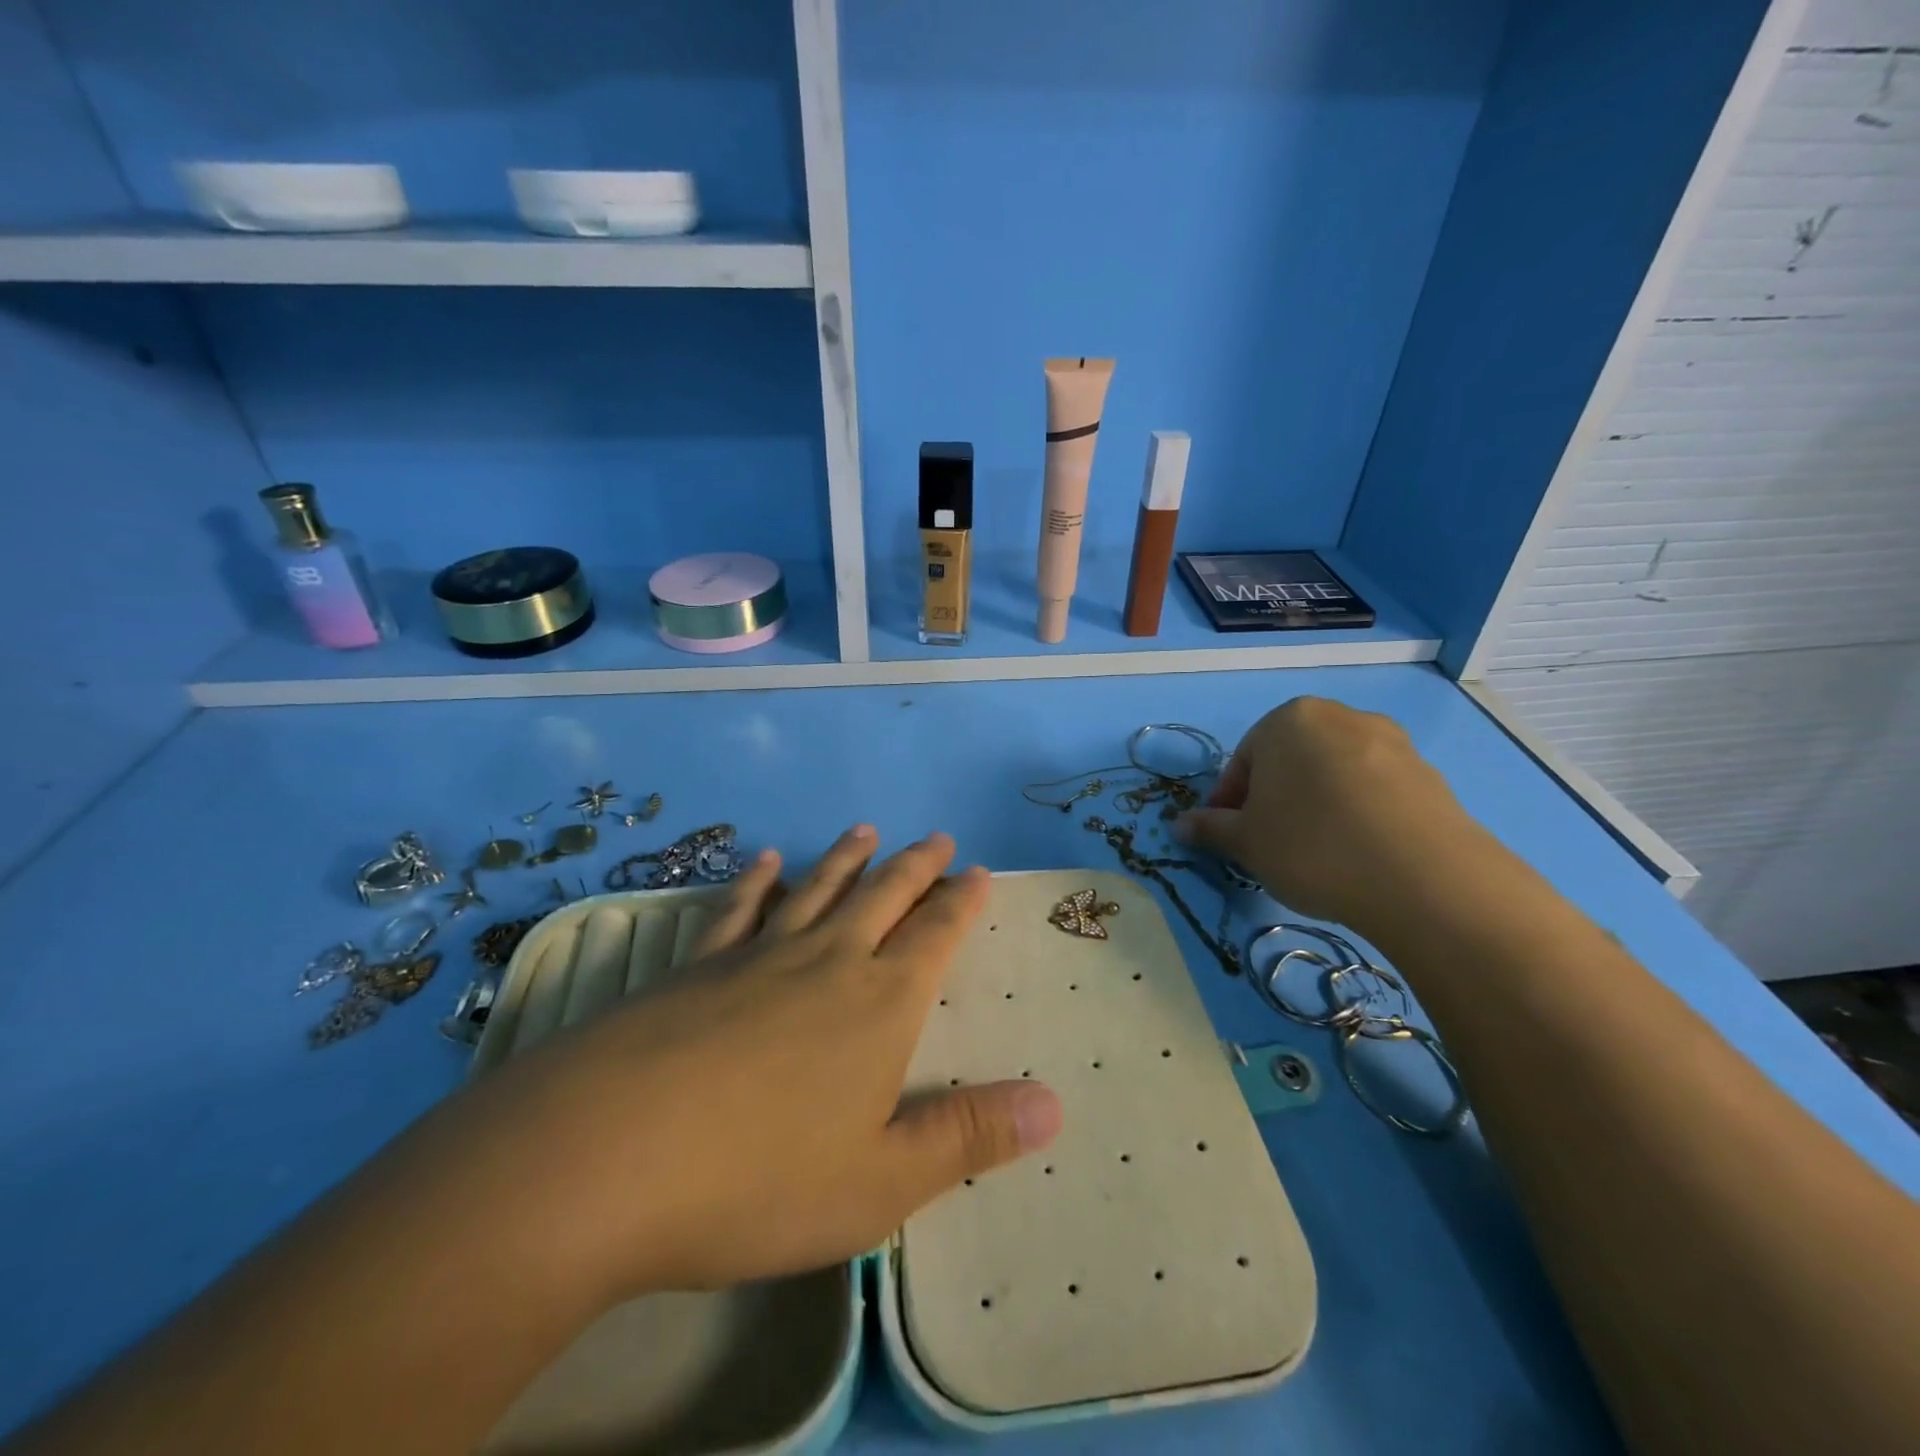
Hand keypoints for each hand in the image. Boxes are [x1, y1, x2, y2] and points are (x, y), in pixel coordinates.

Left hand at [450, 827, 1063, 1300]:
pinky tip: (762, 861)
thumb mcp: (881, 1181)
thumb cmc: (757, 1179)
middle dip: (916, 867)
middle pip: (882, 897)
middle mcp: (826, 962)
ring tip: (866, 830)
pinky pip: (738, 909)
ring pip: (816, 890)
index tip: (976, 871)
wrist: (603, 1158)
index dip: (960, 903)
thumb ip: (969, 1136)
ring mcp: (756, 957)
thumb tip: (1057, 1106)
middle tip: (936, 838)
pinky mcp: (695, 967)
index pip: (934, 936)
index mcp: (879, 1005)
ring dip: (846, 859)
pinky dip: (756, 881)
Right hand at [1174, 697, 1485, 934]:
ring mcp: (1391, 742)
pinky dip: (1357, 813)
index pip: (1243, 760)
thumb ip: (1210, 828)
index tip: (1230, 838)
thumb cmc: (1311, 846)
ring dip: (1316, 804)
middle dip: (1274, 798)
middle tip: (1270, 843)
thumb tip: (1179, 825)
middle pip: (1290, 760)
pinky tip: (1358, 852)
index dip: (1230, 803)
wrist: (1423, 878)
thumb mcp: (1245, 842)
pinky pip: (1374, 790)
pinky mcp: (1429, 773)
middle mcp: (1340, 716)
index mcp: (1288, 719)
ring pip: (1333, 773)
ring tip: (1318, 852)